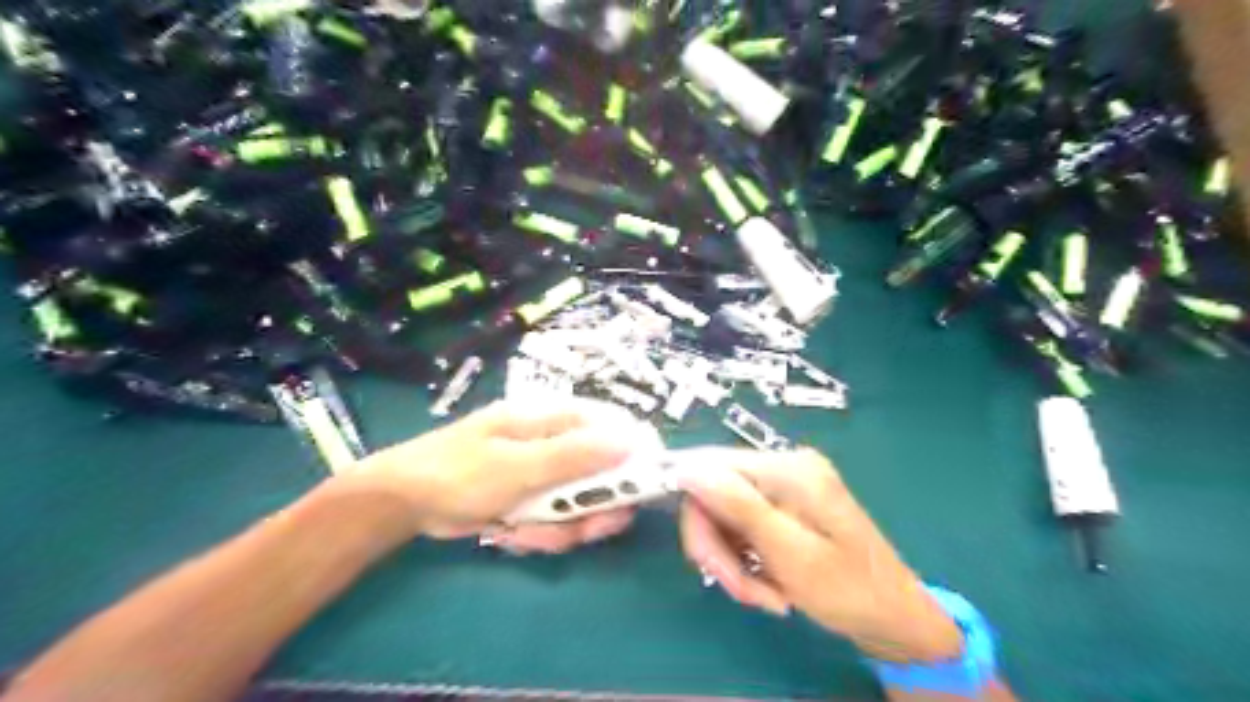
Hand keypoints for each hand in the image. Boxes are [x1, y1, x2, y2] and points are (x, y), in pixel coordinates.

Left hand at [339, 398, 653, 551]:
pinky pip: (553, 519)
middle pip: (599, 472)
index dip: (634, 449)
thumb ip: (574, 456)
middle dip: (593, 505)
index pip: (610, 425)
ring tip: (526, 532)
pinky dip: (538, 533)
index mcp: (551, 418)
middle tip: (586, 527)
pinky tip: (511, 533)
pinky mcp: (529, 499)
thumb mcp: (518, 465)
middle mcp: (553, 443)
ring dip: (560, 526)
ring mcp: (541, 473)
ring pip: (577, 503)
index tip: (648, 480)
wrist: (405, 502)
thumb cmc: (460, 471)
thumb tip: (631, 440)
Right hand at [679, 450, 960, 663]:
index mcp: (786, 468)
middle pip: (715, 494)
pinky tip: (769, 585)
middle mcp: (783, 466)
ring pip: (726, 515)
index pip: (709, 469)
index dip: (697, 514)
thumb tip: (686, 469)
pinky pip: (744, 526)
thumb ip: (738, 506)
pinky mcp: (787, 505)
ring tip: (763, 595)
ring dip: (733, 560)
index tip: (708, 563)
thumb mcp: (790, 552)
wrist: (897, 618)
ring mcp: (786, 485)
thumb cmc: (849, 590)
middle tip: (740, 590)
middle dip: (718, 546)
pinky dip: (747, 560)